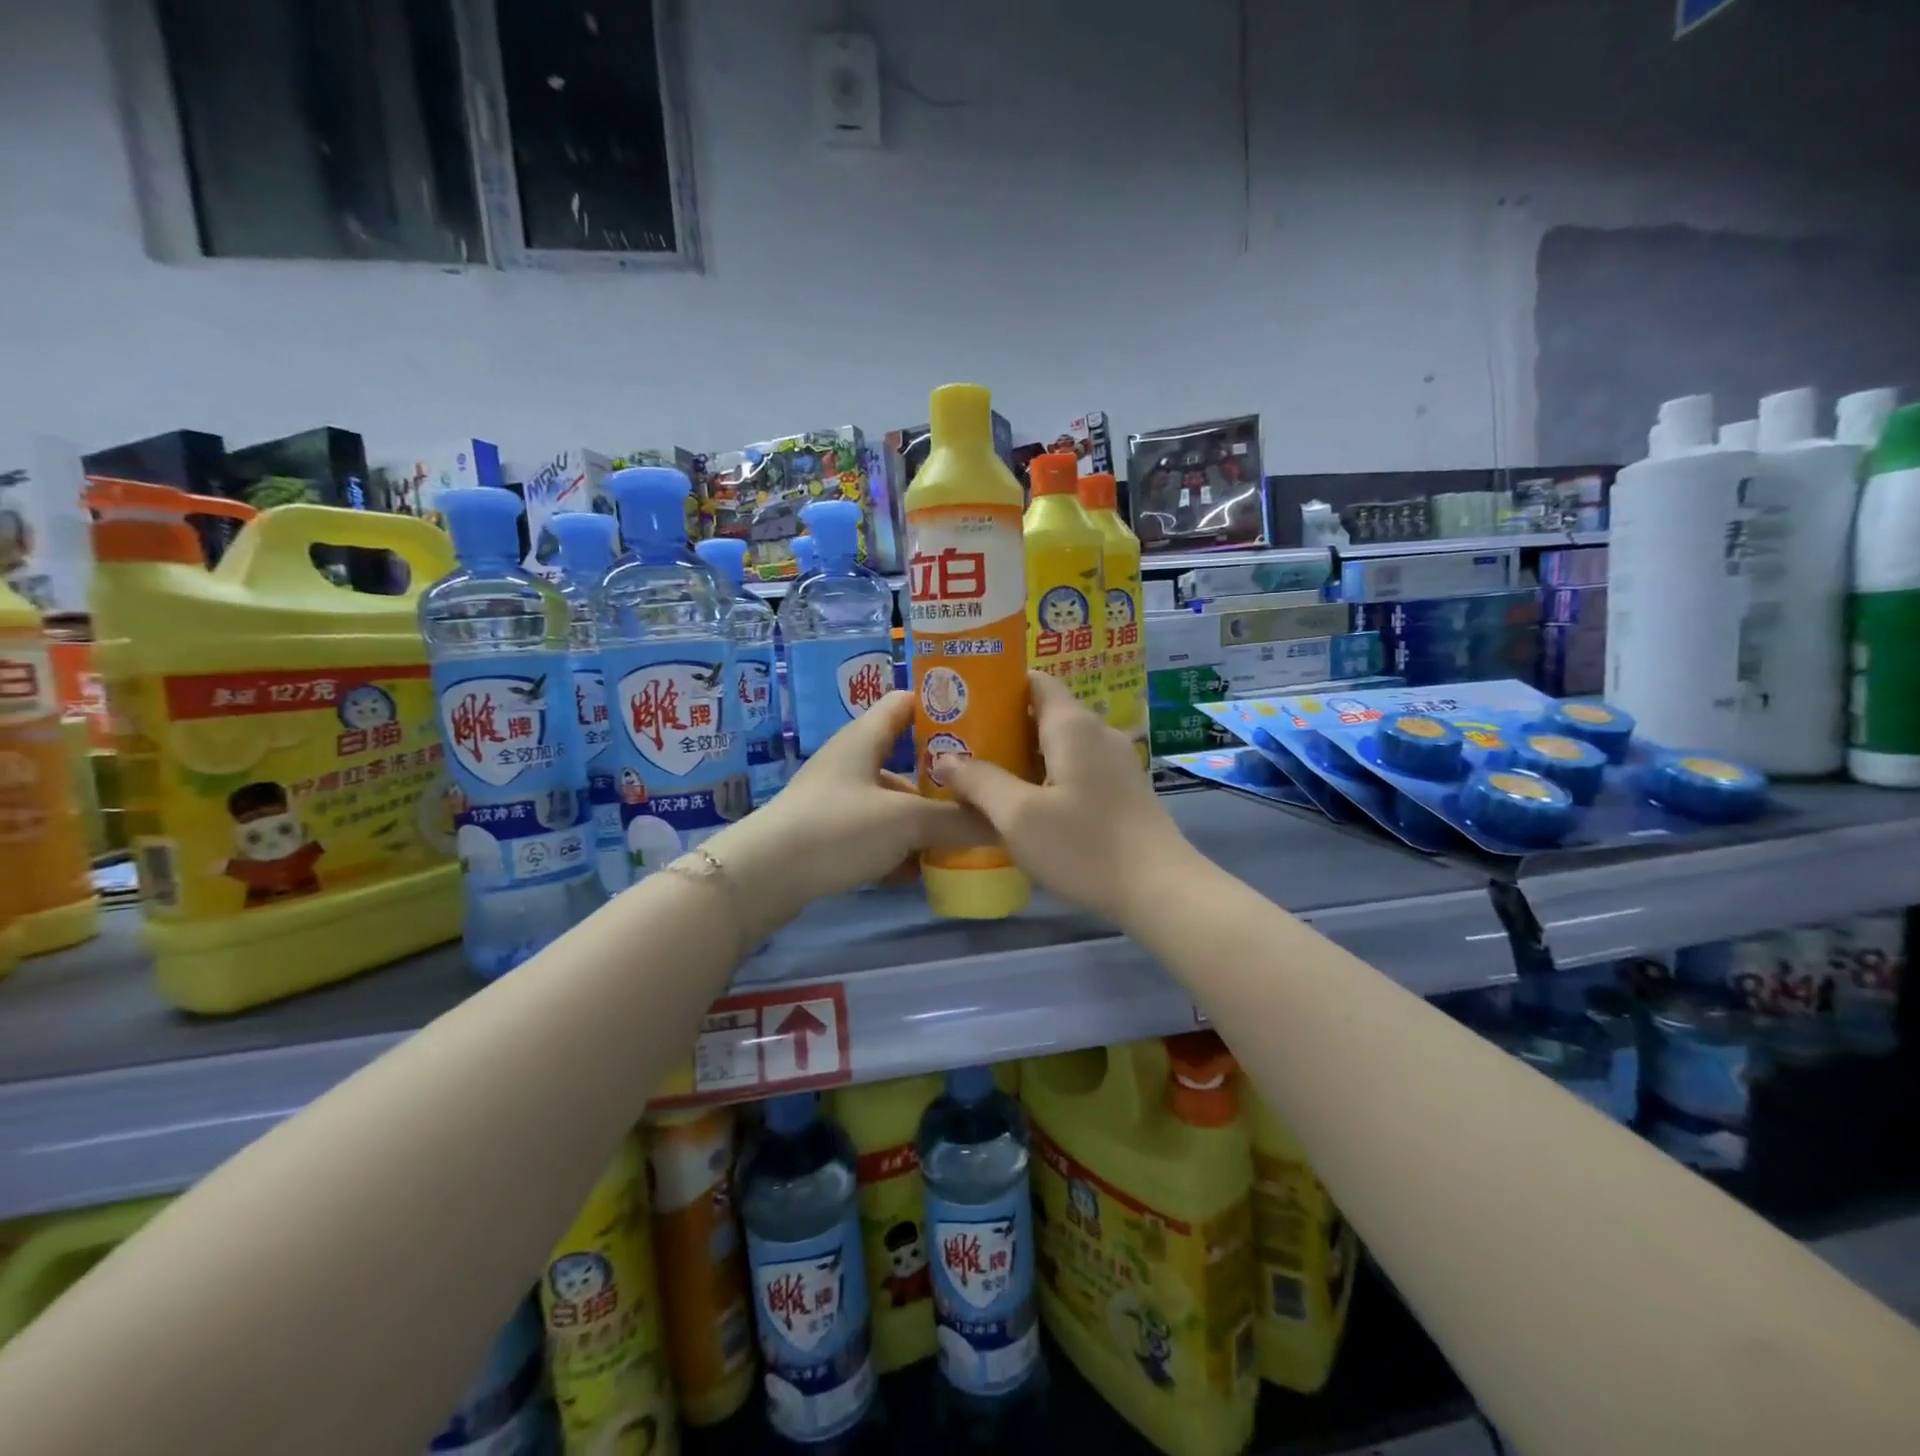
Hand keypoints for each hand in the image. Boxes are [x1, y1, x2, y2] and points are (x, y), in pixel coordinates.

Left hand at [708, 691, 986, 932]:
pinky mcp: (829, 833)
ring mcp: (838, 798)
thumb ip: (957, 821)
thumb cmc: (838, 828)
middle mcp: (851, 760)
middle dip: (943, 778)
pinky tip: (919, 871)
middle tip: (984, 791)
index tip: (983, 721)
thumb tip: (1004, 823)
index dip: (942, 705)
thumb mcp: (905, 822)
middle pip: (907, 758)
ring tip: (961, 839)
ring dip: (922, 819)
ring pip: (892, 801)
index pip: (907, 702)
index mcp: (865, 737)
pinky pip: (874, 833)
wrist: (764, 877)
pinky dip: (897, 847)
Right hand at [944, 672, 1195, 925]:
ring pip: (1058, 743)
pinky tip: (1023, 802)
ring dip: (1021, 753)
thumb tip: (945, 759)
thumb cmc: (1084, 845)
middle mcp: (1097, 732)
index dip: (997, 685)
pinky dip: (1045, 773)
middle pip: (1043, 712)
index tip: (962, 701)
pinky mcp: (1121, 789)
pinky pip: (1075, 766)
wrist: (1160, 889)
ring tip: (982, 773)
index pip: (1033, 681)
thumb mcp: (1019, 815)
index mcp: (1072, 725)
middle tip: (960, 744)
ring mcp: (1114, 761)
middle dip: (1001, 724)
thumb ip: (980, 781)